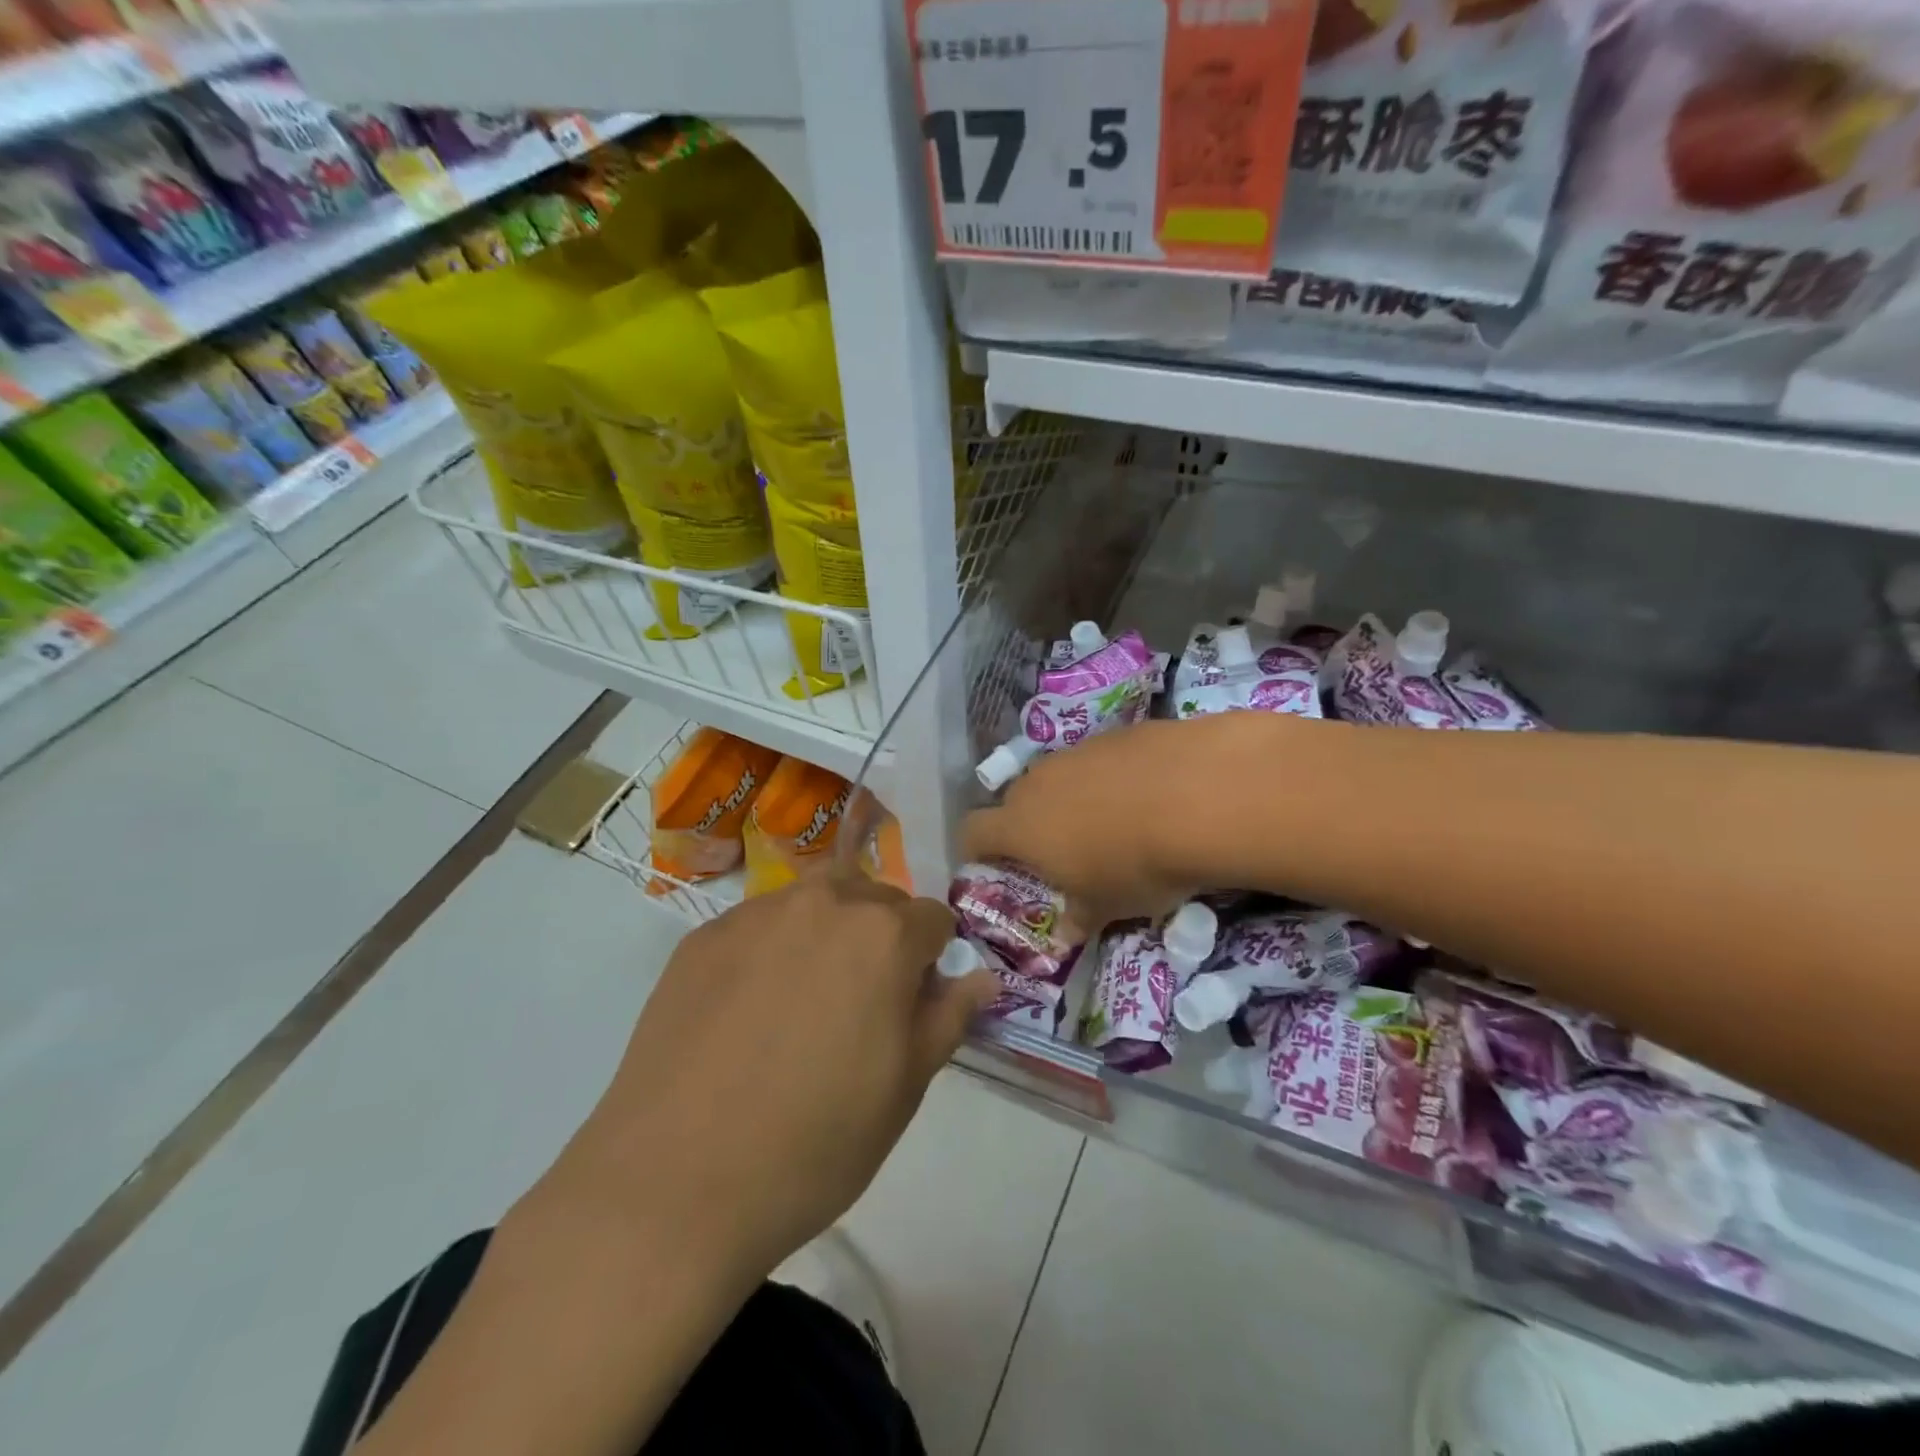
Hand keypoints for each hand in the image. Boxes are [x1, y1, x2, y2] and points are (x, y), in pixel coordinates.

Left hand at [536, 871, 997, 1283]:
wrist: (673, 1186)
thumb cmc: (814, 1143)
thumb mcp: (905, 1088)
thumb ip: (949, 1016)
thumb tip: (979, 975)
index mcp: (883, 934)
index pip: (934, 920)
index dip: (933, 962)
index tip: (914, 1005)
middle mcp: (822, 902)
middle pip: (875, 900)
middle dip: (882, 940)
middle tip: (858, 1009)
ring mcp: (754, 914)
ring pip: (815, 905)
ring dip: (825, 938)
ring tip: (799, 1008)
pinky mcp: (701, 937)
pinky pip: (759, 927)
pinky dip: (770, 952)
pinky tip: (745, 1015)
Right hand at [960, 716, 1249, 933]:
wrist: (1200, 796)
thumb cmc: (1137, 864)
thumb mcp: (1108, 906)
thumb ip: (1080, 917)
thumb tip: (1068, 932)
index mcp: (1021, 826)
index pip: (972, 831)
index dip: (976, 849)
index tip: (991, 865)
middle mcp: (1039, 782)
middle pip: (1016, 800)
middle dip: (1031, 824)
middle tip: (1061, 851)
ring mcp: (1078, 752)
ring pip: (1060, 777)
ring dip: (1073, 799)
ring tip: (1112, 823)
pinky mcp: (1119, 734)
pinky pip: (1100, 761)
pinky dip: (1111, 778)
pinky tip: (1148, 796)